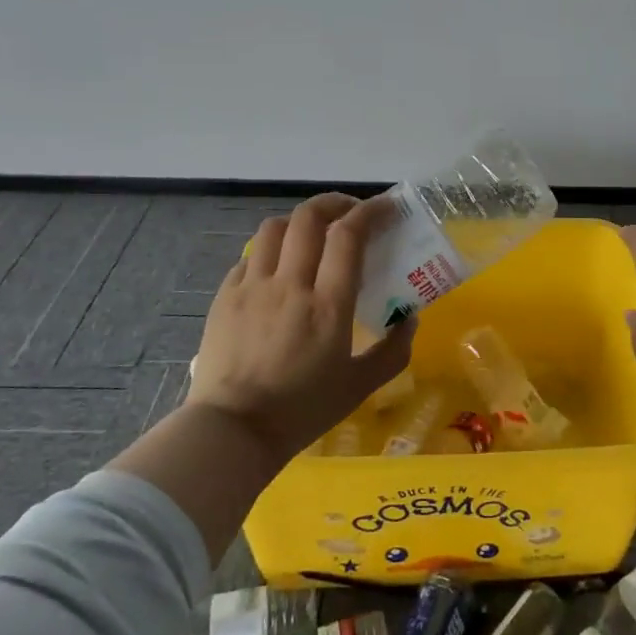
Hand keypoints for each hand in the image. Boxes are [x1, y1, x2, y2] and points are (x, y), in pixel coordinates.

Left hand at [187, 193, 416, 466]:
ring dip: (299, 221)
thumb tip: (410, 318)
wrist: (232, 432)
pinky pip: (250, 256)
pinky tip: (278, 267)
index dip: (370, 211)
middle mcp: (290, 284)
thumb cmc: (301, 411)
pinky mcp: (225, 296)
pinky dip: (271, 250)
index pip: (348, 236)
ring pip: (274, 228)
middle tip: (351, 212)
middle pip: (309, 218)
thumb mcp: (359, 387)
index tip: (386, 207)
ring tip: (313, 233)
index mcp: (328, 305)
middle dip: (335, 202)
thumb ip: (392, 351)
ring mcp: (252, 287)